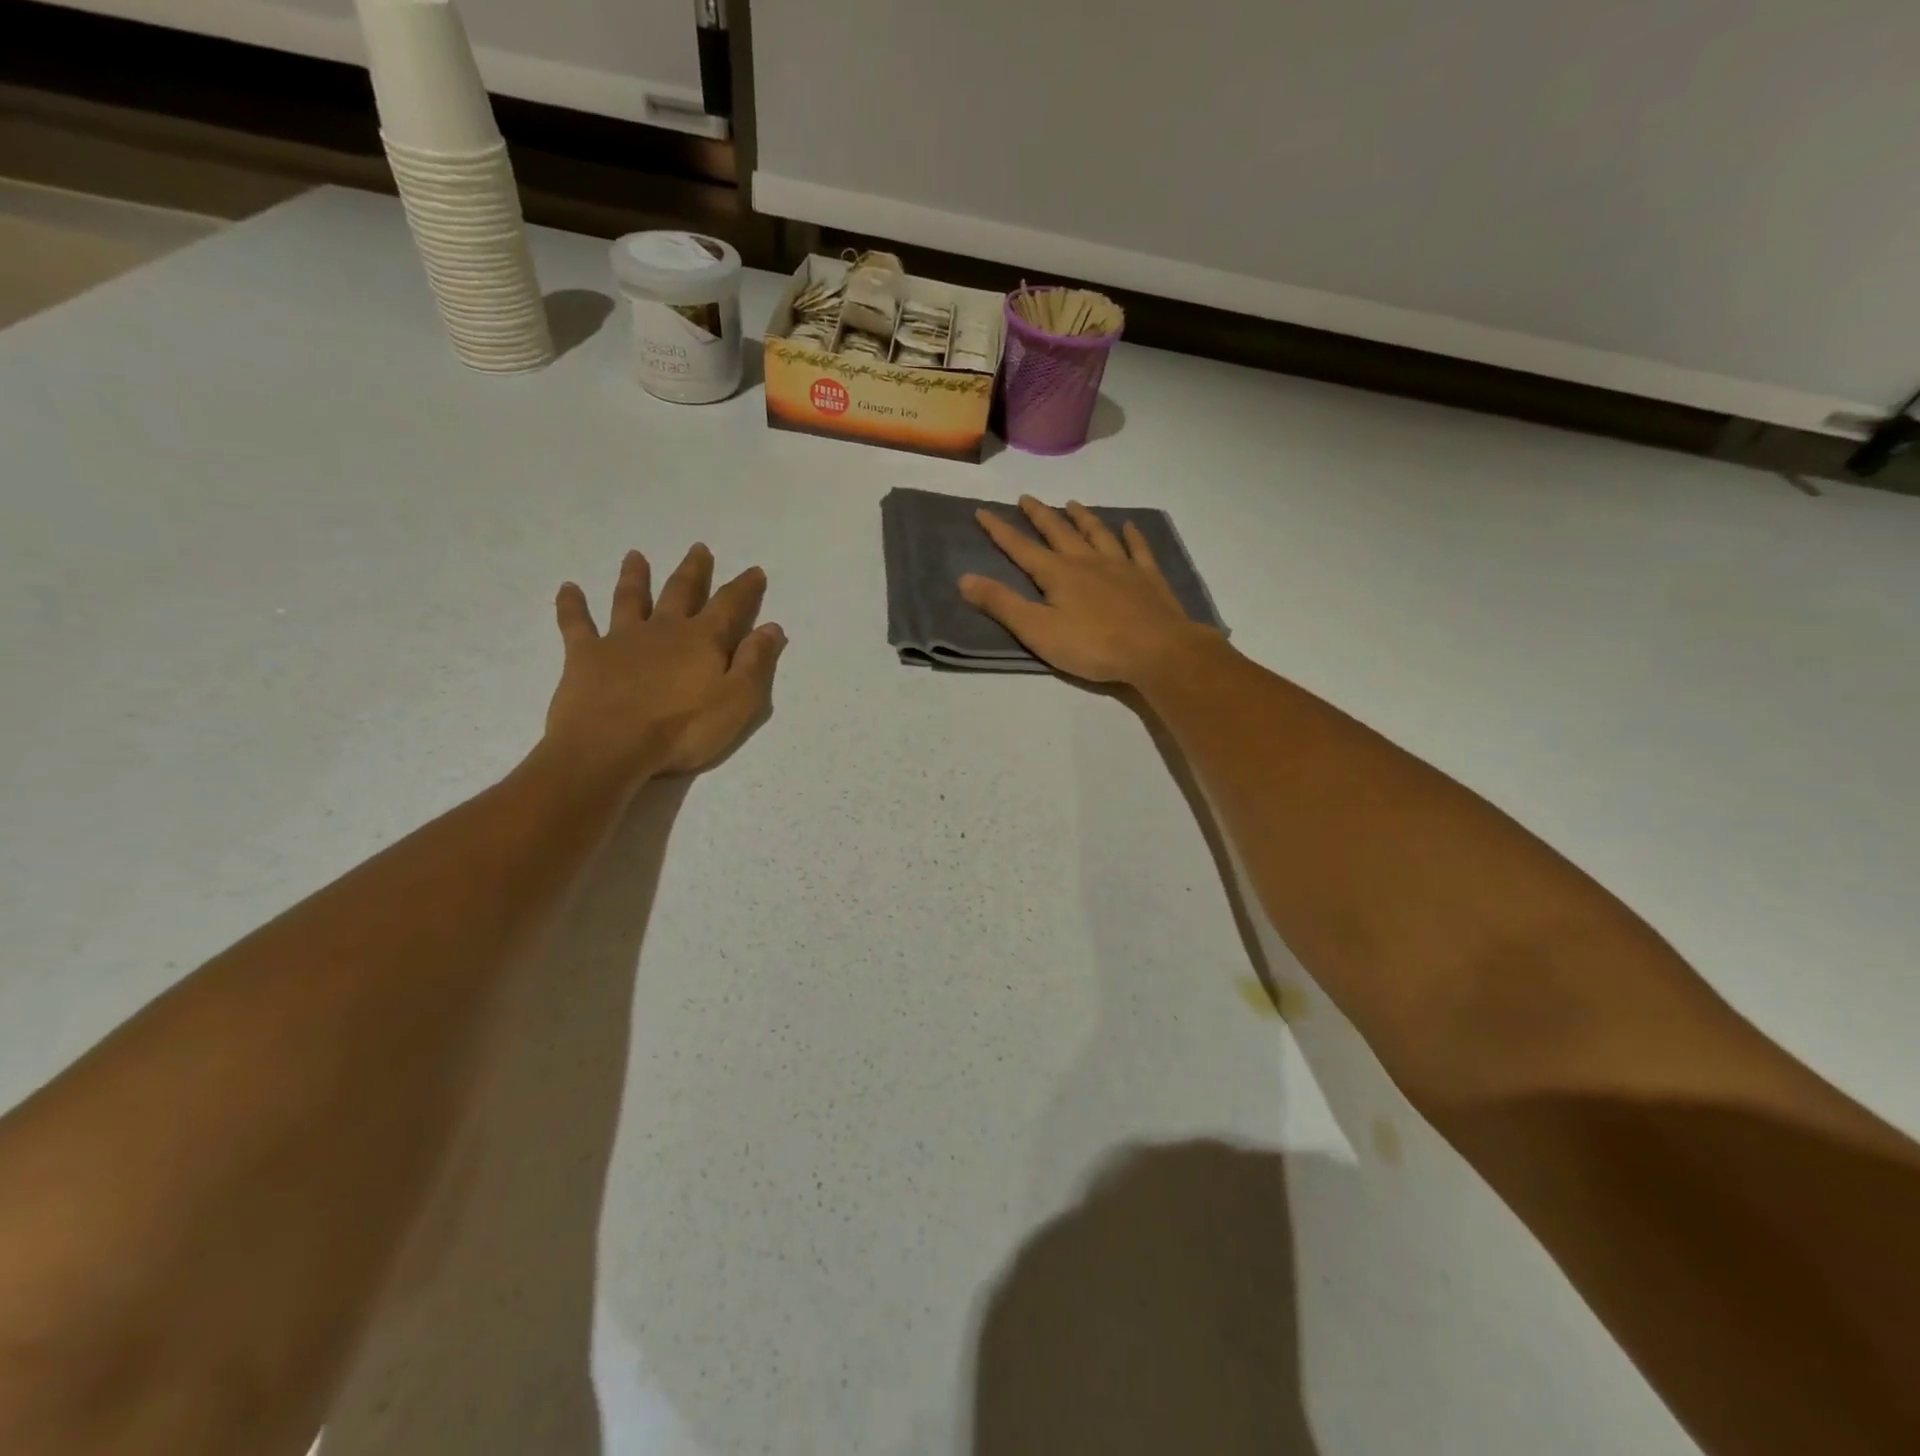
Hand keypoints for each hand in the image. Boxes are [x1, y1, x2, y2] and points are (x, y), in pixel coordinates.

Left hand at [544, 544, 786, 787]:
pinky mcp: (585, 655)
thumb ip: (755, 663)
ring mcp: (621, 639)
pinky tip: (568, 588)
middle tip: (698, 548)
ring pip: (630, 599)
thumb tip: (771, 628)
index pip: (730, 606)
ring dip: (634, 577)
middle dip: (693, 571)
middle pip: (680, 592)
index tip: (754, 570)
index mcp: (702, 640)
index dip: (744, 588)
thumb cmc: (682, 729)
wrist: (610, 746)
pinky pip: (576, 623)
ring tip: (635, 556)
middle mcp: (663, 629)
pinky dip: (572, 605)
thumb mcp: (737, 702)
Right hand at [960, 496, 1221, 683]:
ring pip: (1097, 533)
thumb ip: (1002, 604)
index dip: (999, 530)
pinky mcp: (1148, 578)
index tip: (983, 511)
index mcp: (1057, 574)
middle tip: (1026, 498)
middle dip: (1039, 515)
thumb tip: (964, 578)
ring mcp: (1121, 566)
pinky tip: (1129, 526)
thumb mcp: (1038, 631)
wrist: (1156, 651)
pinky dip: (1132, 535)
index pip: (1021, 548)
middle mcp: (1087, 561)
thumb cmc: (1093, 646)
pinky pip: (1138, 549)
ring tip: (1072, 503)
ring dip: (1082, 517)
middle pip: (1059, 531)